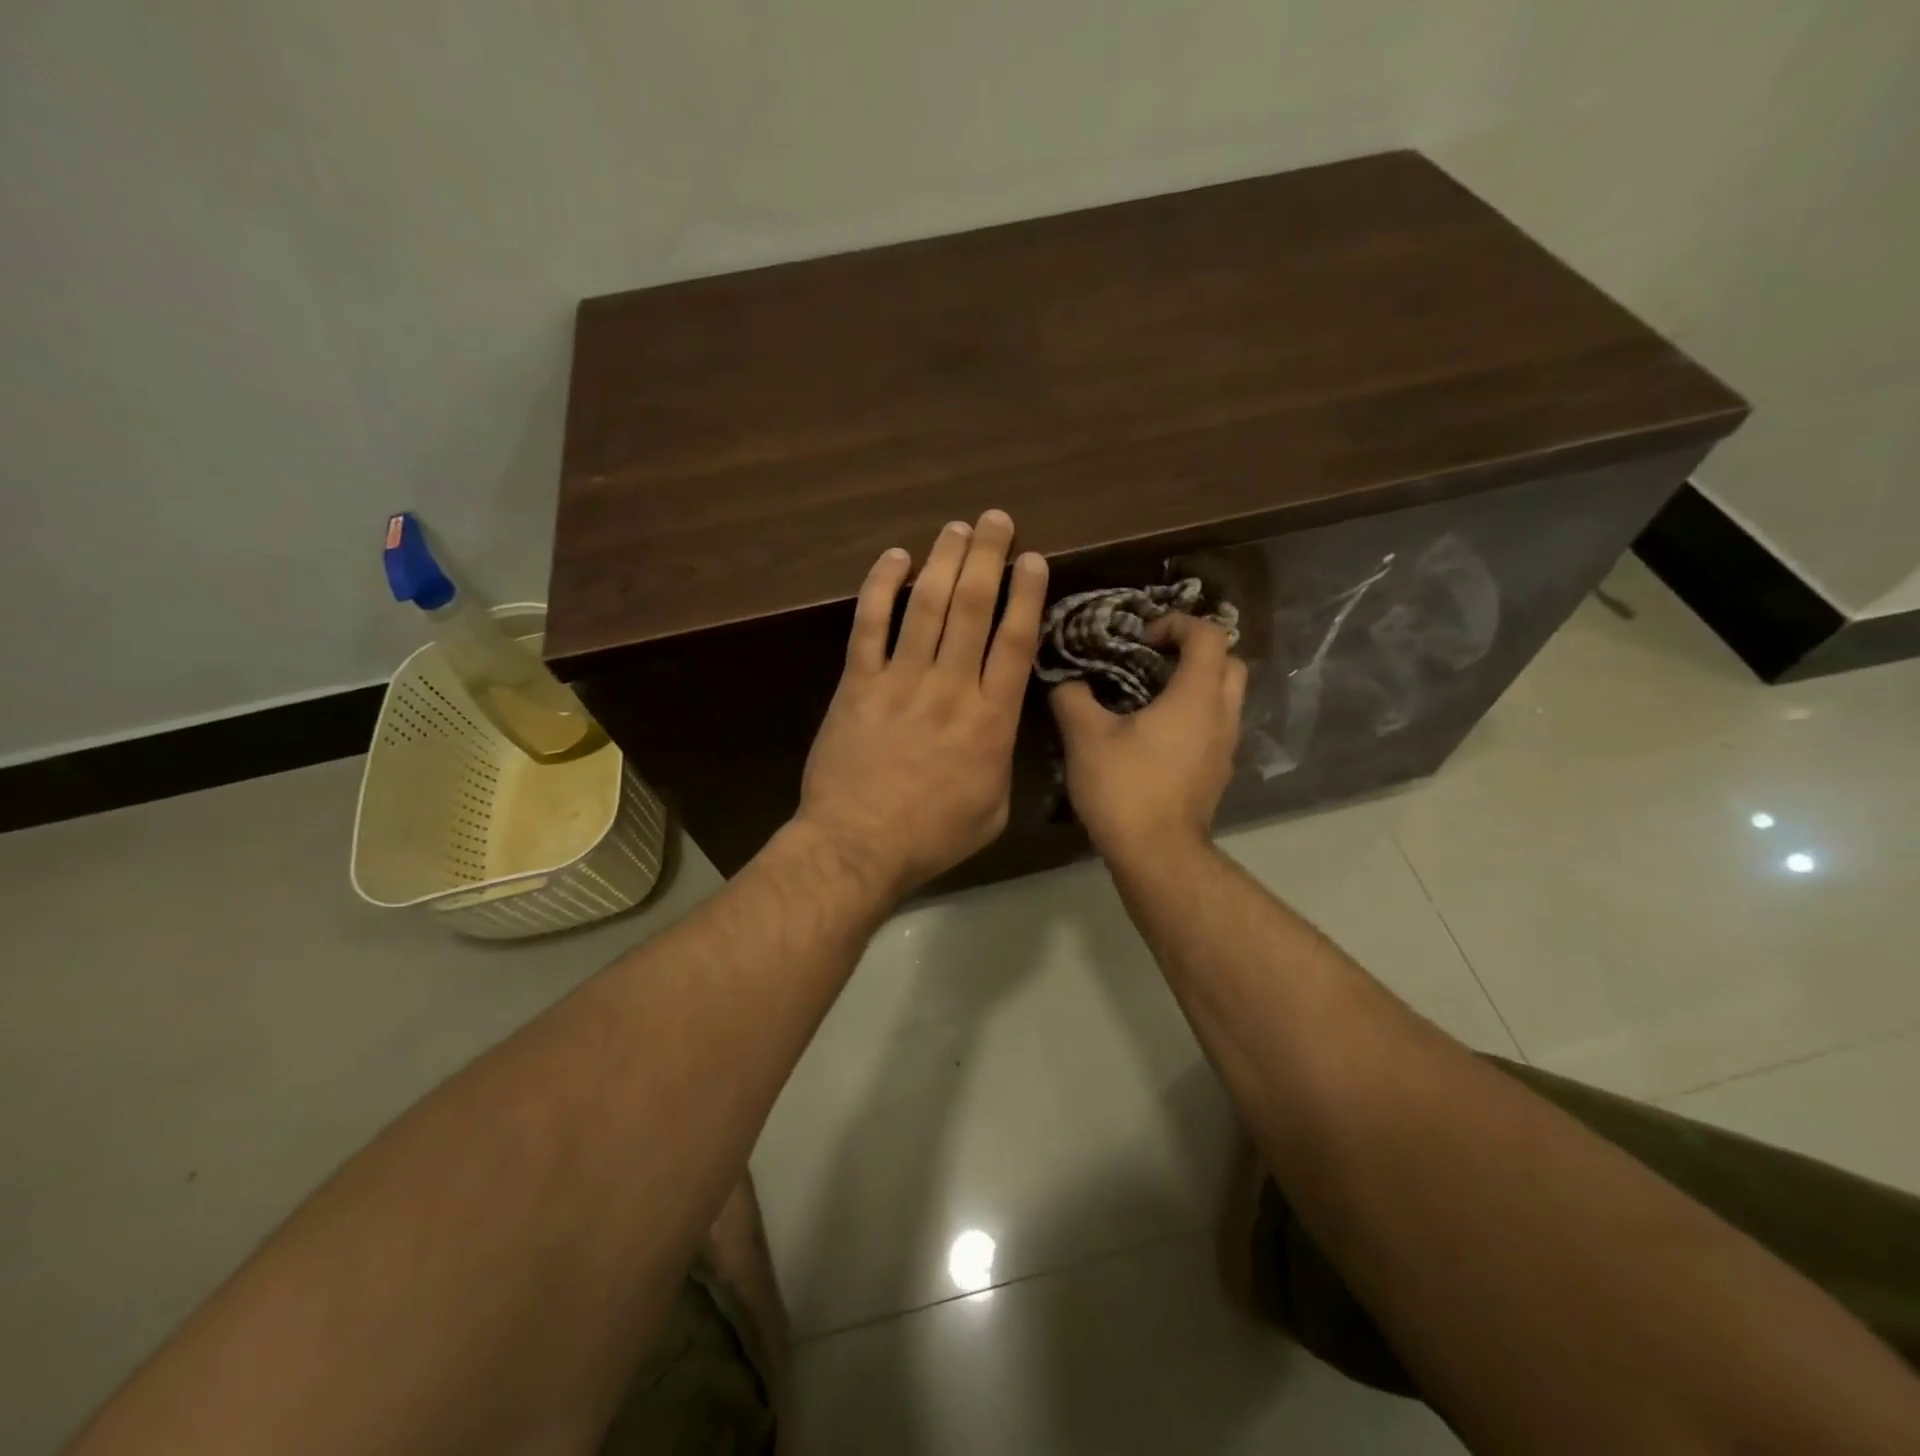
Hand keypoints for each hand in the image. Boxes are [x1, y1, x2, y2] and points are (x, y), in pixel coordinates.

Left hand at [796, 510, 1048, 900]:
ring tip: (956, 527)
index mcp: (991, 720)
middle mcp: (952, 688)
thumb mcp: (993, 809)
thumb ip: (1003, 759)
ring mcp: (901, 681)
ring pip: (926, 606)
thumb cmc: (932, 836)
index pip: (1015, 642)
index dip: (1026, 594)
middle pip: (974, 608)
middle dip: (988, 557)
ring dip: (943, 560)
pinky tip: (894, 558)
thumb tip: (1002, 728)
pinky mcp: (858, 683)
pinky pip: (869, 624)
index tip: (1032, 559)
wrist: (858, 846)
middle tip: (995, 520)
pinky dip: (880, 587)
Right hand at [1050, 614, 1246, 864]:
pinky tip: (1156, 734)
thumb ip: (1073, 697)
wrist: (1157, 855)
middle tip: (1155, 659)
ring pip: (1226, 697)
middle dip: (1196, 651)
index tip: (1143, 636)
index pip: (1208, 635)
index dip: (1177, 623)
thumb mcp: (1085, 737)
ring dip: (1197, 684)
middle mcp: (1222, 715)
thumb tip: (1068, 681)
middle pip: (1229, 663)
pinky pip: (1216, 726)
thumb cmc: (1125, 788)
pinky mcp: (1217, 772)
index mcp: (1196, 696)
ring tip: (1152, 694)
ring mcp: (1225, 747)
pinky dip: (1195, 715)